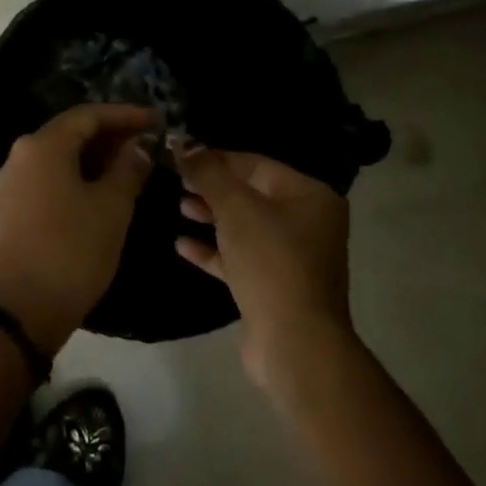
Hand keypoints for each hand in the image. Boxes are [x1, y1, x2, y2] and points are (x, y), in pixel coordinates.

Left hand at [0, 103, 156, 353]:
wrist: (12, 313)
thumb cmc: (69, 253)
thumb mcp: (110, 210)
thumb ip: (127, 171)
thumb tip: (135, 148)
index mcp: (43, 146)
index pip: (89, 115)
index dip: (126, 115)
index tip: (158, 120)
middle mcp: (20, 156)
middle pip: (70, 134)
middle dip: (110, 137)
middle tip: (147, 145)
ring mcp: (10, 185)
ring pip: (58, 159)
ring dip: (94, 160)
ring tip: (129, 171)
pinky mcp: (8, 212)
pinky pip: (47, 181)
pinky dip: (76, 180)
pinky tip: (98, 196)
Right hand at [175, 145, 353, 390]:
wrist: (294, 342)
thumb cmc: (270, 262)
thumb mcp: (236, 209)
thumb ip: (208, 173)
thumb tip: (183, 144)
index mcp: (309, 196)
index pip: (256, 164)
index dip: (217, 158)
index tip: (181, 156)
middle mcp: (307, 222)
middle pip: (251, 194)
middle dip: (212, 188)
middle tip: (176, 181)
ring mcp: (291, 257)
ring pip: (244, 227)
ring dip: (211, 217)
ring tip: (178, 207)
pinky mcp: (273, 286)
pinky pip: (240, 258)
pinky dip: (213, 250)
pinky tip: (182, 245)